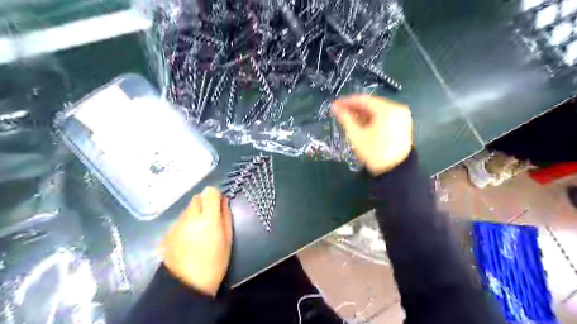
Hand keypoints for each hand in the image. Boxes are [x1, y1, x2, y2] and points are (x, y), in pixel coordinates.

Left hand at [161, 188, 232, 296]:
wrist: (187, 285)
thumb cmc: (215, 262)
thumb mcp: (228, 239)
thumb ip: (225, 216)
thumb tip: (223, 201)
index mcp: (208, 218)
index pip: (209, 192)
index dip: (215, 196)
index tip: (219, 206)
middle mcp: (189, 217)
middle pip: (197, 198)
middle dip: (205, 204)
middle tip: (210, 219)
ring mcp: (176, 225)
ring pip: (187, 209)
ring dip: (195, 214)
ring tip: (199, 232)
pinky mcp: (168, 233)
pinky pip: (180, 220)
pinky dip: (186, 224)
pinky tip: (188, 240)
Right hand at [332, 96, 412, 175]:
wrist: (394, 171)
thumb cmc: (374, 153)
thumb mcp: (357, 136)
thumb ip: (346, 119)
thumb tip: (335, 108)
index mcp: (386, 110)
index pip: (363, 100)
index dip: (347, 102)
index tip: (335, 105)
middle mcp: (397, 108)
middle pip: (371, 104)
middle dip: (355, 108)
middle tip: (340, 112)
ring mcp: (401, 116)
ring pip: (378, 110)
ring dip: (363, 113)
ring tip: (349, 119)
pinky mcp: (402, 123)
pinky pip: (384, 116)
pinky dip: (373, 118)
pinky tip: (362, 123)